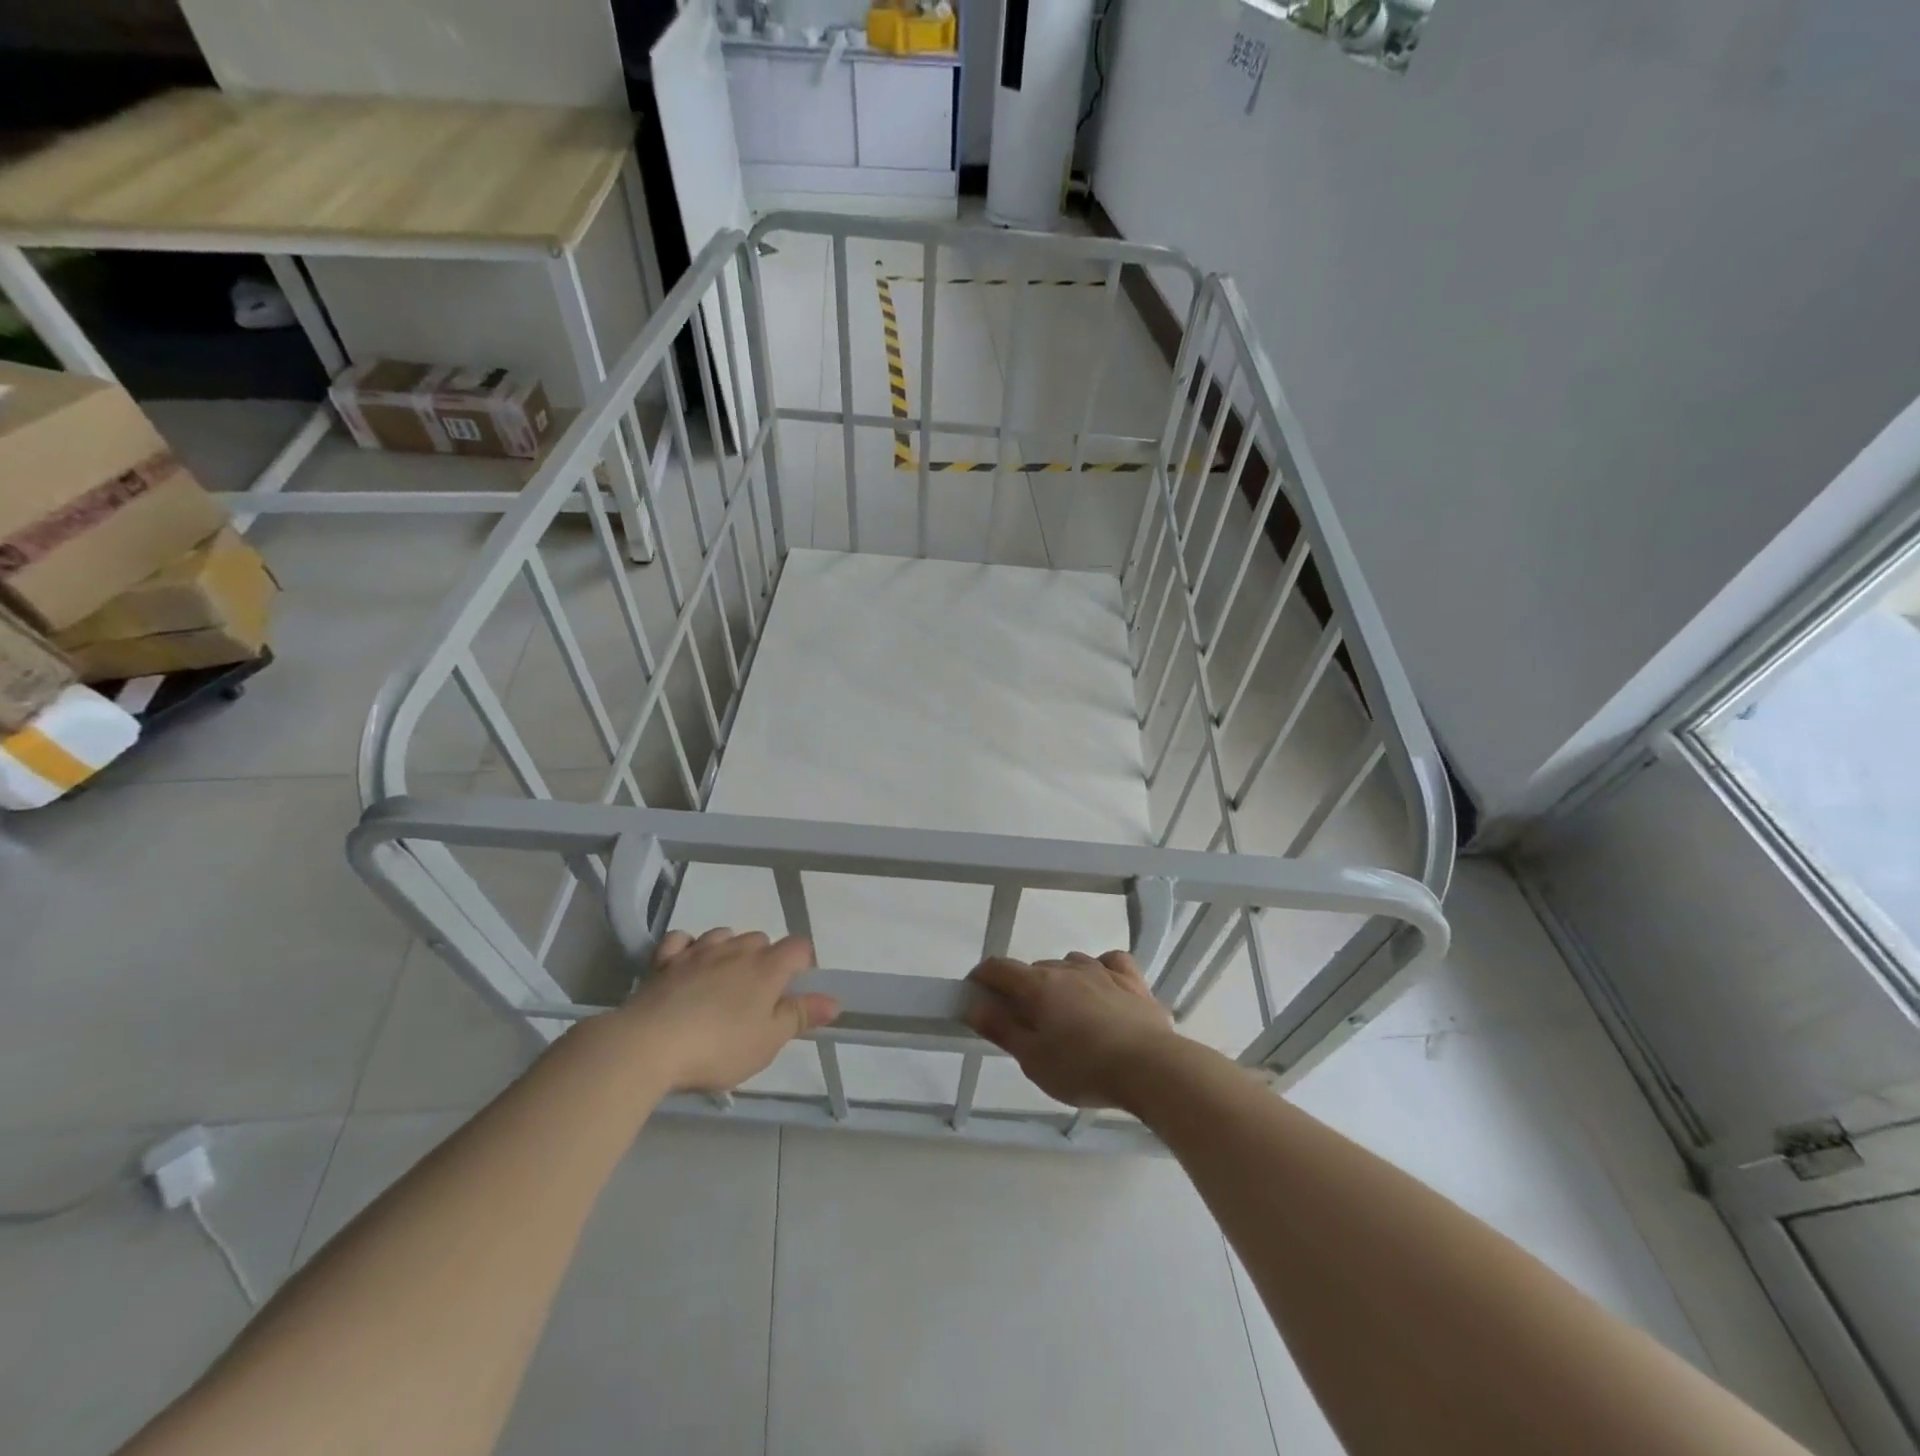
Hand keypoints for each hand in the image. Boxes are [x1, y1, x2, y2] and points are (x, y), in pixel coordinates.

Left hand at [616, 928, 840, 1093]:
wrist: (648, 1045)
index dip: (802, 964)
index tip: (794, 990)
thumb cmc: (718, 1047)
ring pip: (724, 934)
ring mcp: (698, 951)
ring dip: (729, 950)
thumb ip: (800, 1016)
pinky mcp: (664, 961)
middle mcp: (736, 950)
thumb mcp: (768, 1041)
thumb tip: (834, 1000)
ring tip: (724, 980)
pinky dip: (689, 947)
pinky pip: (682, 940)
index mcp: (767, 968)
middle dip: (765, 959)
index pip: (798, 947)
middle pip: (761, 939)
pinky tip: (687, 964)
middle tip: (757, 997)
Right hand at [966, 951, 1175, 1108]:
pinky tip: (1102, 987)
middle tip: (1024, 1023)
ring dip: (1060, 981)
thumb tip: (975, 1006)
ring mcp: (1102, 971)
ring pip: (1070, 964)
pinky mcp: (1133, 981)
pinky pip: (1110, 963)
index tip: (976, 993)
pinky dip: (1100, 970)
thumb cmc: (1084, 1068)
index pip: (999, 968)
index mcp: (1038, 986)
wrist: (1151, 1067)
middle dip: (1022, 989)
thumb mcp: (1034, 1060)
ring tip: (1064, 1013)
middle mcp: (1067, 968)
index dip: (983, 977)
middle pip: (1035, 969)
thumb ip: (1003, 1030)